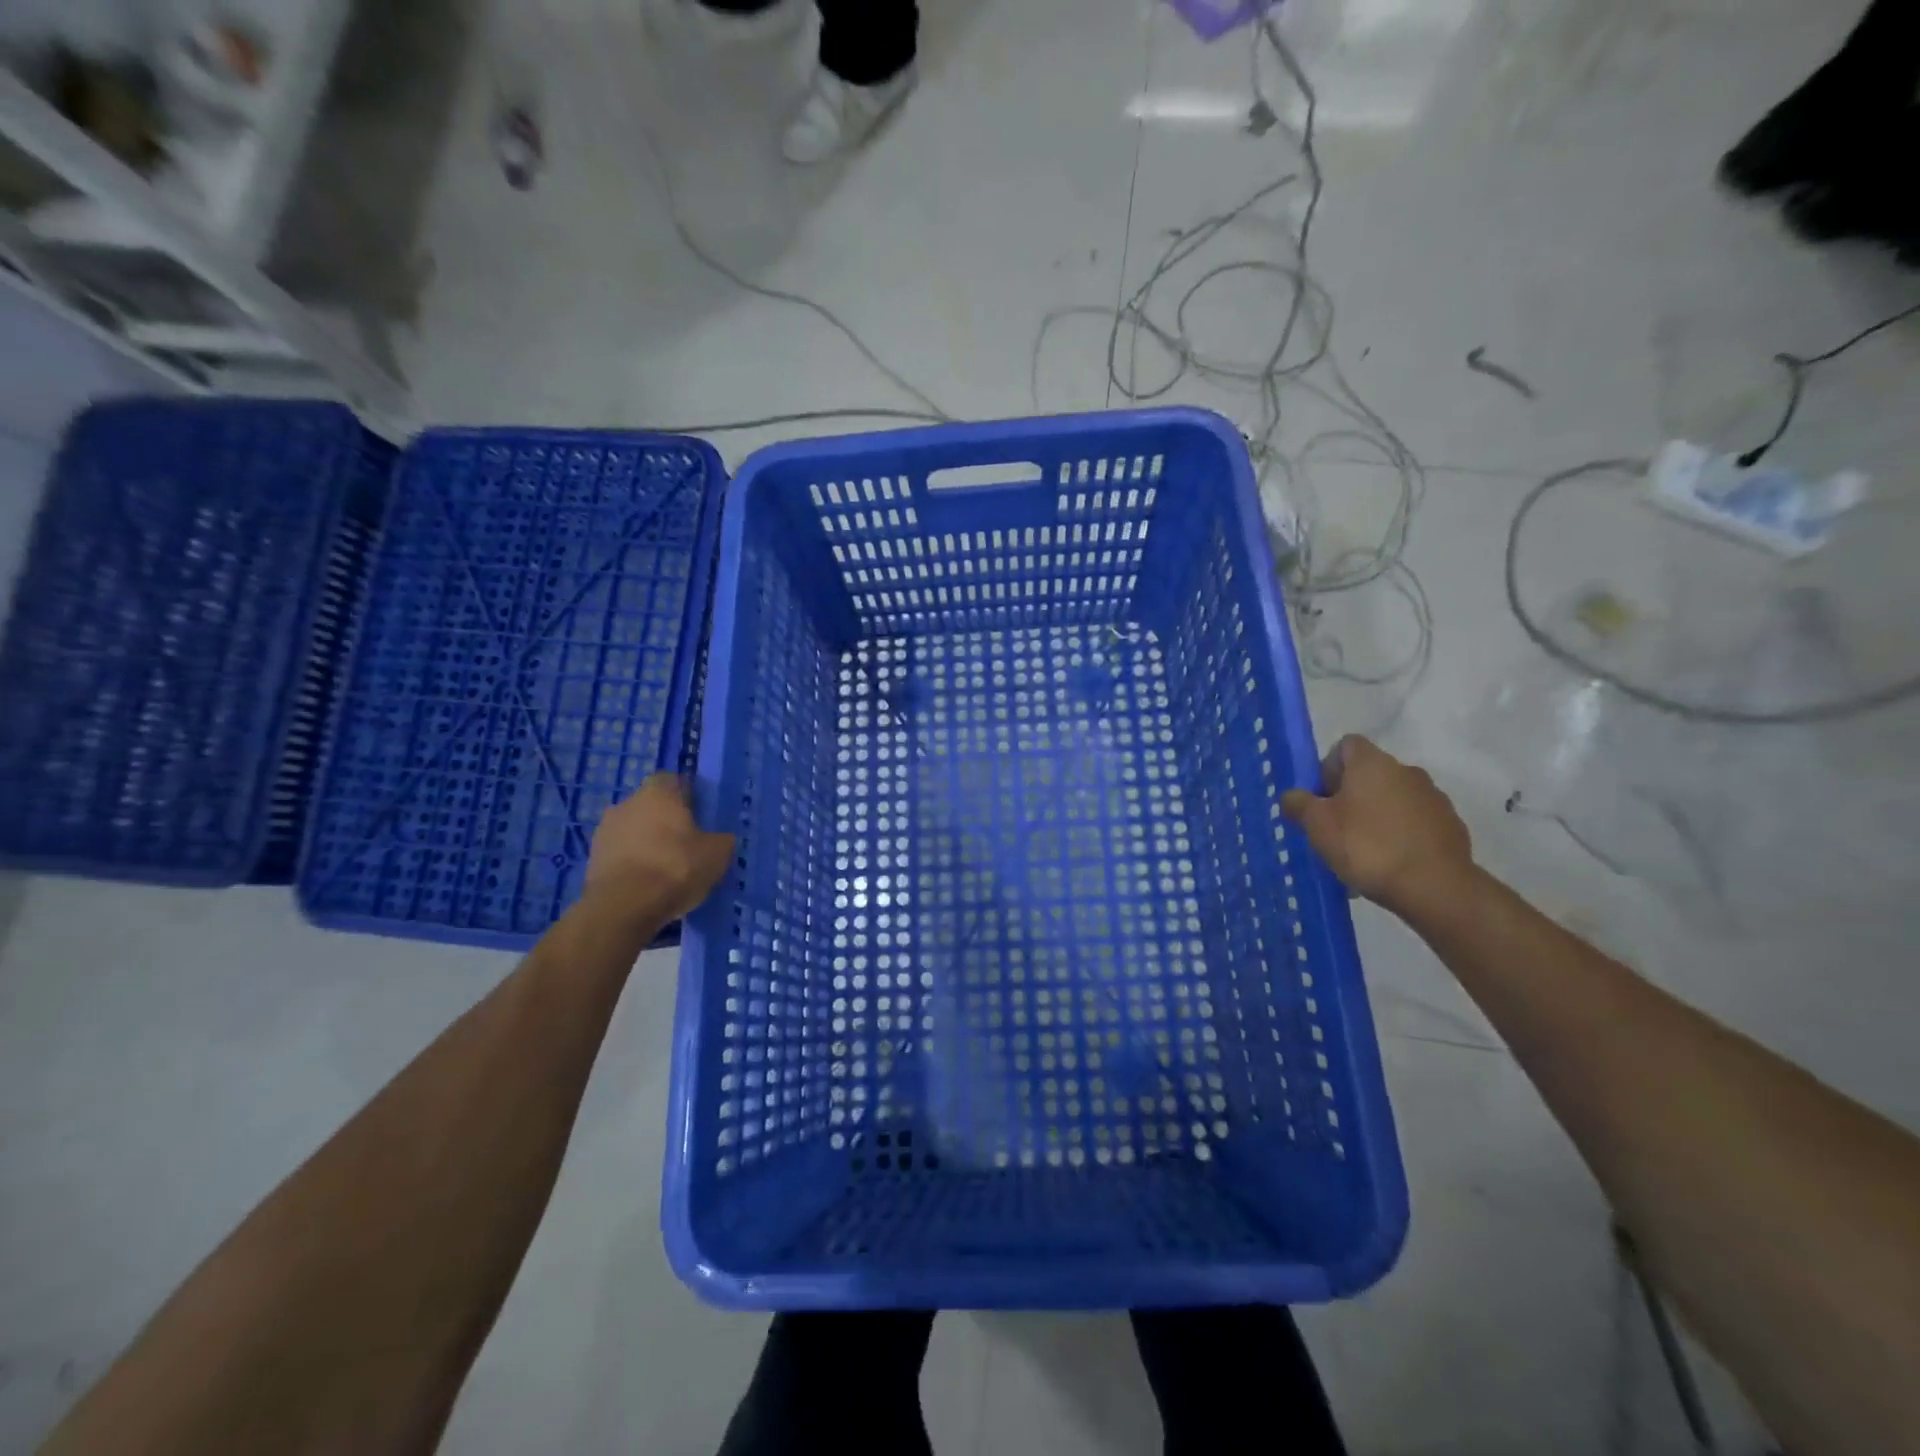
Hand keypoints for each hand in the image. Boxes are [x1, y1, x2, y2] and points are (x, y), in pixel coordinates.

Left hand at [586, 775, 734, 922]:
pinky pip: (620, 854)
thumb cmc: (675, 867)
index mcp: (658, 793)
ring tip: (665, 869)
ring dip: (646, 843)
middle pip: (650, 806)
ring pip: (633, 830)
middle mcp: (627, 803)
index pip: (673, 780)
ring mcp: (604, 831)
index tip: (699, 815)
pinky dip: (632, 864)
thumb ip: (721, 839)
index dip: (687, 796)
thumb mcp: (717, 854)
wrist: (624, 907)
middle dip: (665, 821)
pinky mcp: (592, 859)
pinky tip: (646, 885)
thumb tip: (720, 839)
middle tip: (686, 844)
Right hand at [1281, 736, 1474, 916]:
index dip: (1327, 768)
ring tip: (1363, 854)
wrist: (1435, 887)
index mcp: (1372, 763)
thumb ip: (1298, 804)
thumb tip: (1293, 796)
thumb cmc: (1367, 847)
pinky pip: (1414, 823)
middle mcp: (1406, 771)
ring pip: (1392, 800)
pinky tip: (1390, 864)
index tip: (1321, 798)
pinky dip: (1400, 835)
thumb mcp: (1317, 825)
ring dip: (1375, 817)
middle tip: (1335, 829)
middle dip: (1350, 798)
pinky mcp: (1451, 825)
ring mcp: (1433, 798)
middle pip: (1369, 775)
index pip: (1345, 746)